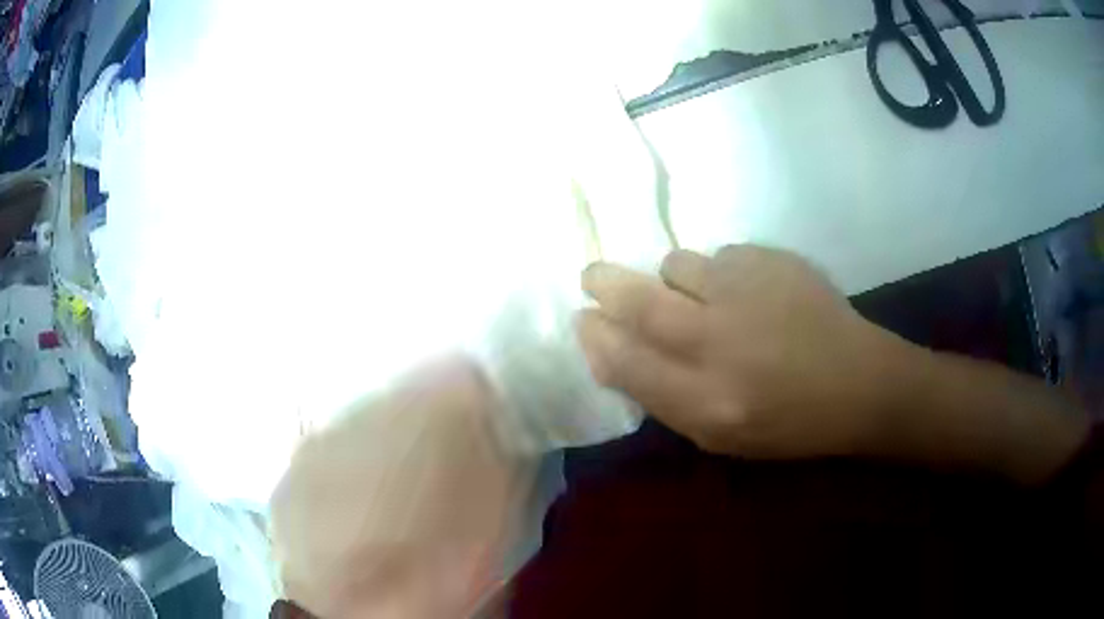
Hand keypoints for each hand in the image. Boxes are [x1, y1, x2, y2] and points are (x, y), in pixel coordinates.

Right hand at [578, 245, 911, 459]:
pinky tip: (750, 293)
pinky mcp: (773, 260)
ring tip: (699, 295)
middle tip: (593, 277)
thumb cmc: (788, 423)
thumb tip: (609, 353)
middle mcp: (720, 341)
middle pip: (639, 300)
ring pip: (678, 265)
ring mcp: (748, 292)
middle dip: (604, 284)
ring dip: (672, 278)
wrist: (859, 382)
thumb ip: (661, 397)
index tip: (585, 319)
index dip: (596, 336)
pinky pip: (722, 255)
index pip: (624, 360)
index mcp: (705, 400)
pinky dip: (722, 272)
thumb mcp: (718, 435)